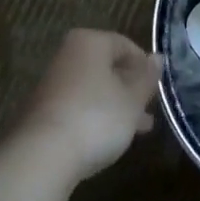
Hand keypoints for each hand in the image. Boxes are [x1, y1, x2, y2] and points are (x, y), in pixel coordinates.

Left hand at [14, 30, 159, 182]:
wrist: (42, 157)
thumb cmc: (96, 117)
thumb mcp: (132, 99)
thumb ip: (147, 78)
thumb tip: (158, 58)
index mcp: (89, 43)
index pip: (125, 44)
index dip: (144, 65)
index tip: (157, 88)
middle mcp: (67, 57)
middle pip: (108, 68)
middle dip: (131, 88)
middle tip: (150, 108)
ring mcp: (52, 86)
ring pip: (95, 90)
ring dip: (117, 106)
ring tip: (140, 129)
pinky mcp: (43, 113)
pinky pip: (79, 108)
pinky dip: (97, 118)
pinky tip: (111, 138)